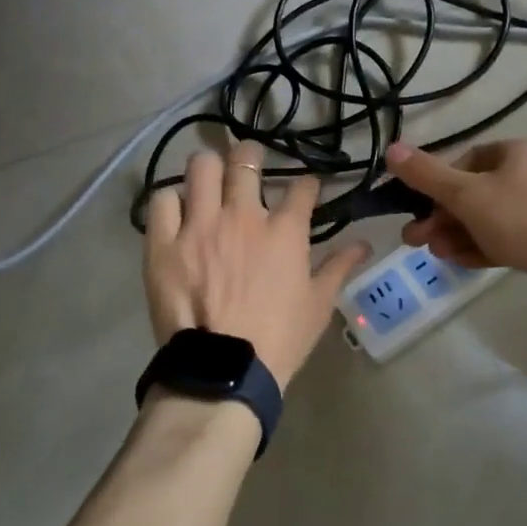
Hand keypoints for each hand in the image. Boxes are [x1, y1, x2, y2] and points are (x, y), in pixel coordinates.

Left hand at [143, 141, 370, 389]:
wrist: (224, 371)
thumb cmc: (279, 339)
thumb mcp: (318, 305)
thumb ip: (339, 267)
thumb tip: (364, 244)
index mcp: (284, 230)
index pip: (302, 187)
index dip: (307, 184)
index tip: (306, 189)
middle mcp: (242, 215)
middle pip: (246, 159)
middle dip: (251, 154)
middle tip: (249, 163)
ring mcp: (200, 225)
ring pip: (202, 167)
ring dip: (209, 168)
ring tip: (209, 179)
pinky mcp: (164, 242)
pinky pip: (162, 201)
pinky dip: (170, 201)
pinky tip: (177, 212)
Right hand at [386, 139, 526, 277]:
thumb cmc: (518, 218)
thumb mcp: (465, 195)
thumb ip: (427, 175)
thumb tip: (392, 149)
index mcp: (518, 151)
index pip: (466, 161)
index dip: (439, 184)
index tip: (420, 207)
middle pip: (475, 193)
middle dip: (442, 217)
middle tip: (417, 239)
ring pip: (488, 218)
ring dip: (457, 234)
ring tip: (435, 254)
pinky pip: (506, 236)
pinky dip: (481, 246)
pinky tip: (458, 261)